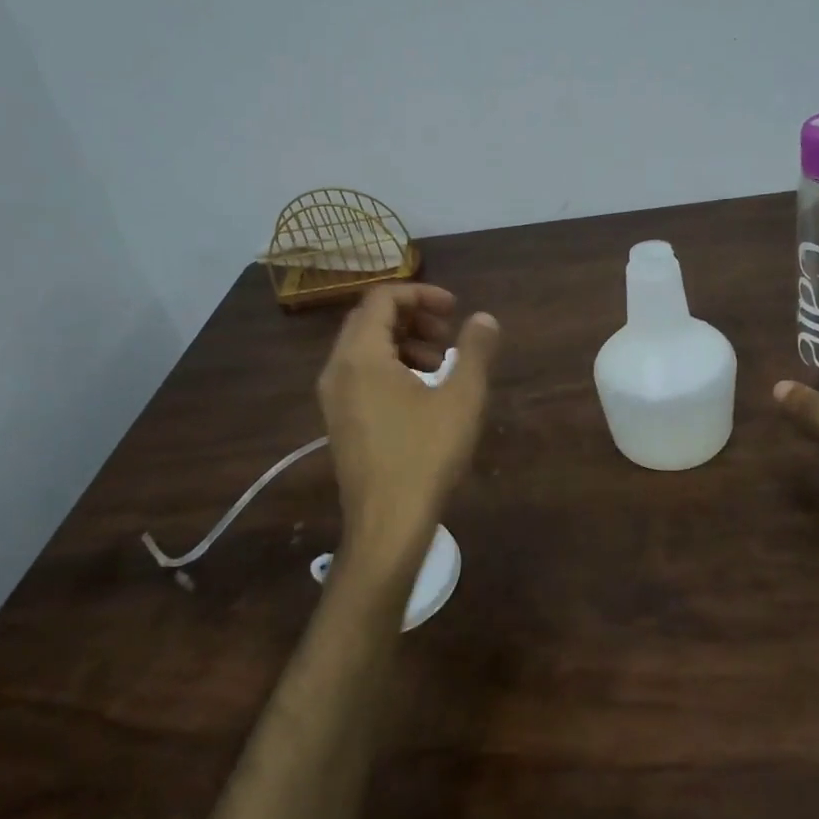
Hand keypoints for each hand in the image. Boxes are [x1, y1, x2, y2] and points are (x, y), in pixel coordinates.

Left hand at [317, 284, 500, 576]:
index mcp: (360, 355)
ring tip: (441, 364)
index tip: (455, 309)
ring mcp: (334, 397)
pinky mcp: (340, 420)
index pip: (382, 298)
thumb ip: (475, 351)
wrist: (387, 524)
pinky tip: (424, 392)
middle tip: (449, 334)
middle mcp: (337, 369)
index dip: (421, 294)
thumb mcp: (461, 398)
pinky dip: (392, 367)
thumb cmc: (425, 455)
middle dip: (414, 317)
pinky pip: (362, 374)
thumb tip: (484, 318)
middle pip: (371, 320)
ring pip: (366, 348)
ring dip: (405, 342)